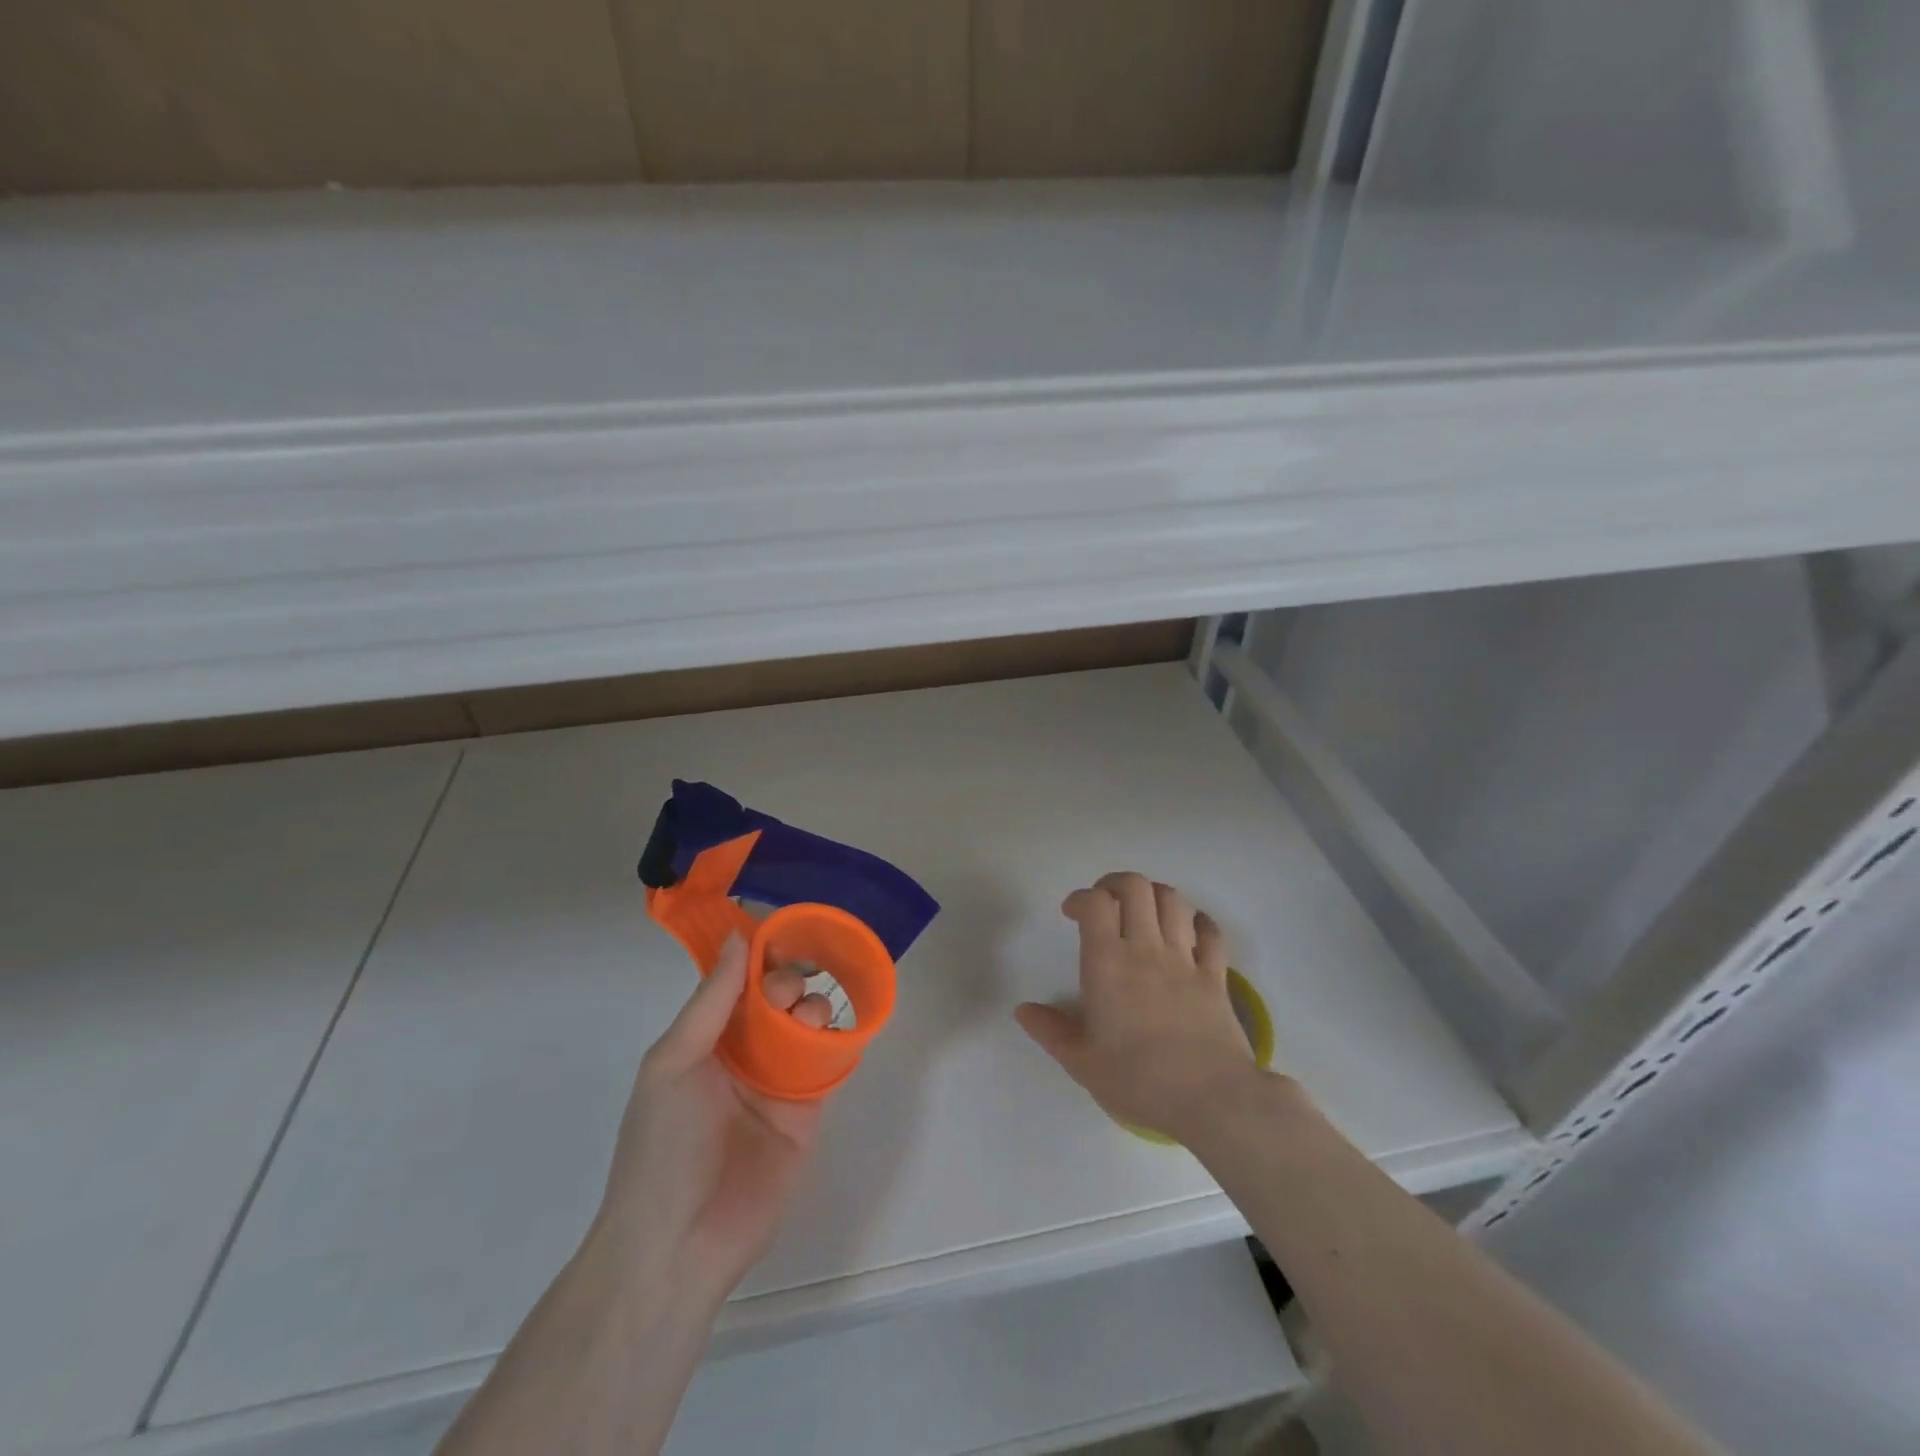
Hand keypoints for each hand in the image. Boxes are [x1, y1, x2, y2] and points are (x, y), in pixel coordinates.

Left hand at [589, 935, 832, 1305]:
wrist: (679, 1246)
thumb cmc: (664, 1145)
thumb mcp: (673, 1062)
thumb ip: (711, 1000)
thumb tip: (738, 936)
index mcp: (705, 1038)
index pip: (738, 981)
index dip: (759, 956)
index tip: (783, 932)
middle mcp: (743, 1052)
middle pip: (777, 998)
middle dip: (787, 980)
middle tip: (787, 993)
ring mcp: (777, 1081)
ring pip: (806, 1023)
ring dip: (813, 1007)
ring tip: (808, 1018)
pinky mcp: (808, 1110)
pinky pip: (829, 1063)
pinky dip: (839, 1040)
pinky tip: (842, 1029)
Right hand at [1015, 871, 1262, 1142]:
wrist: (1211, 1098)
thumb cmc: (1138, 1079)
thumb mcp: (1082, 1062)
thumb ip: (1050, 1030)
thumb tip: (1023, 1010)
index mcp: (1108, 963)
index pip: (1095, 903)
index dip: (1081, 898)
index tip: (1072, 914)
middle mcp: (1146, 948)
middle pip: (1136, 887)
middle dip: (1116, 884)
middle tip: (1105, 904)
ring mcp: (1185, 959)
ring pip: (1173, 900)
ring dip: (1154, 896)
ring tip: (1143, 914)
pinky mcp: (1216, 976)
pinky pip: (1211, 932)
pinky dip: (1198, 922)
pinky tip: (1188, 931)